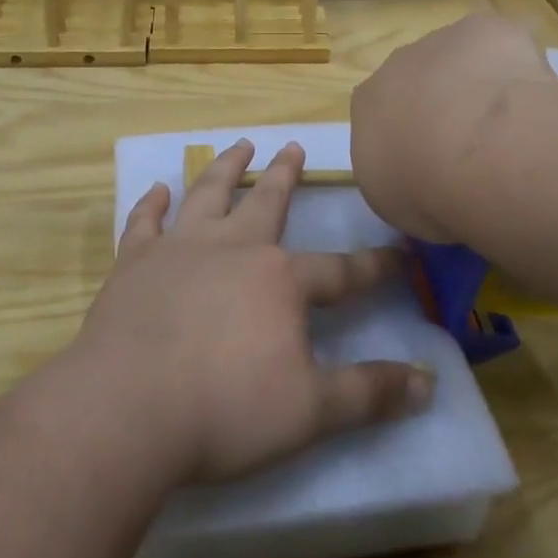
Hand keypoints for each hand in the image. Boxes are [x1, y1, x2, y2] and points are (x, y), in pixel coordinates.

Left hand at [73, 139, 433, 486]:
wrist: (128, 409)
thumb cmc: (225, 410)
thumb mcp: (311, 412)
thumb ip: (369, 394)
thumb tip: (429, 383)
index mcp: (280, 281)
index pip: (340, 271)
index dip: (374, 266)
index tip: (400, 255)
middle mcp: (234, 248)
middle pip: (267, 201)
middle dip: (285, 174)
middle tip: (294, 146)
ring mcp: (180, 249)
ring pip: (208, 194)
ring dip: (226, 167)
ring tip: (240, 144)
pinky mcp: (135, 262)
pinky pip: (145, 221)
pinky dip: (152, 203)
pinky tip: (158, 189)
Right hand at [351, 13, 555, 244]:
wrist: (478, 152)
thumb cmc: (427, 190)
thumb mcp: (395, 201)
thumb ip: (399, 176)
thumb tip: (418, 174)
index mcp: (368, 104)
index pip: (382, 113)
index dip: (410, 134)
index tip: (434, 160)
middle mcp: (396, 65)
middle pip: (419, 78)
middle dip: (443, 103)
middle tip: (474, 144)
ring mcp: (442, 40)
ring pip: (461, 59)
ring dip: (479, 82)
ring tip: (511, 124)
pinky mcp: (486, 29)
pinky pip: (502, 46)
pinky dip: (516, 66)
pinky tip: (533, 99)